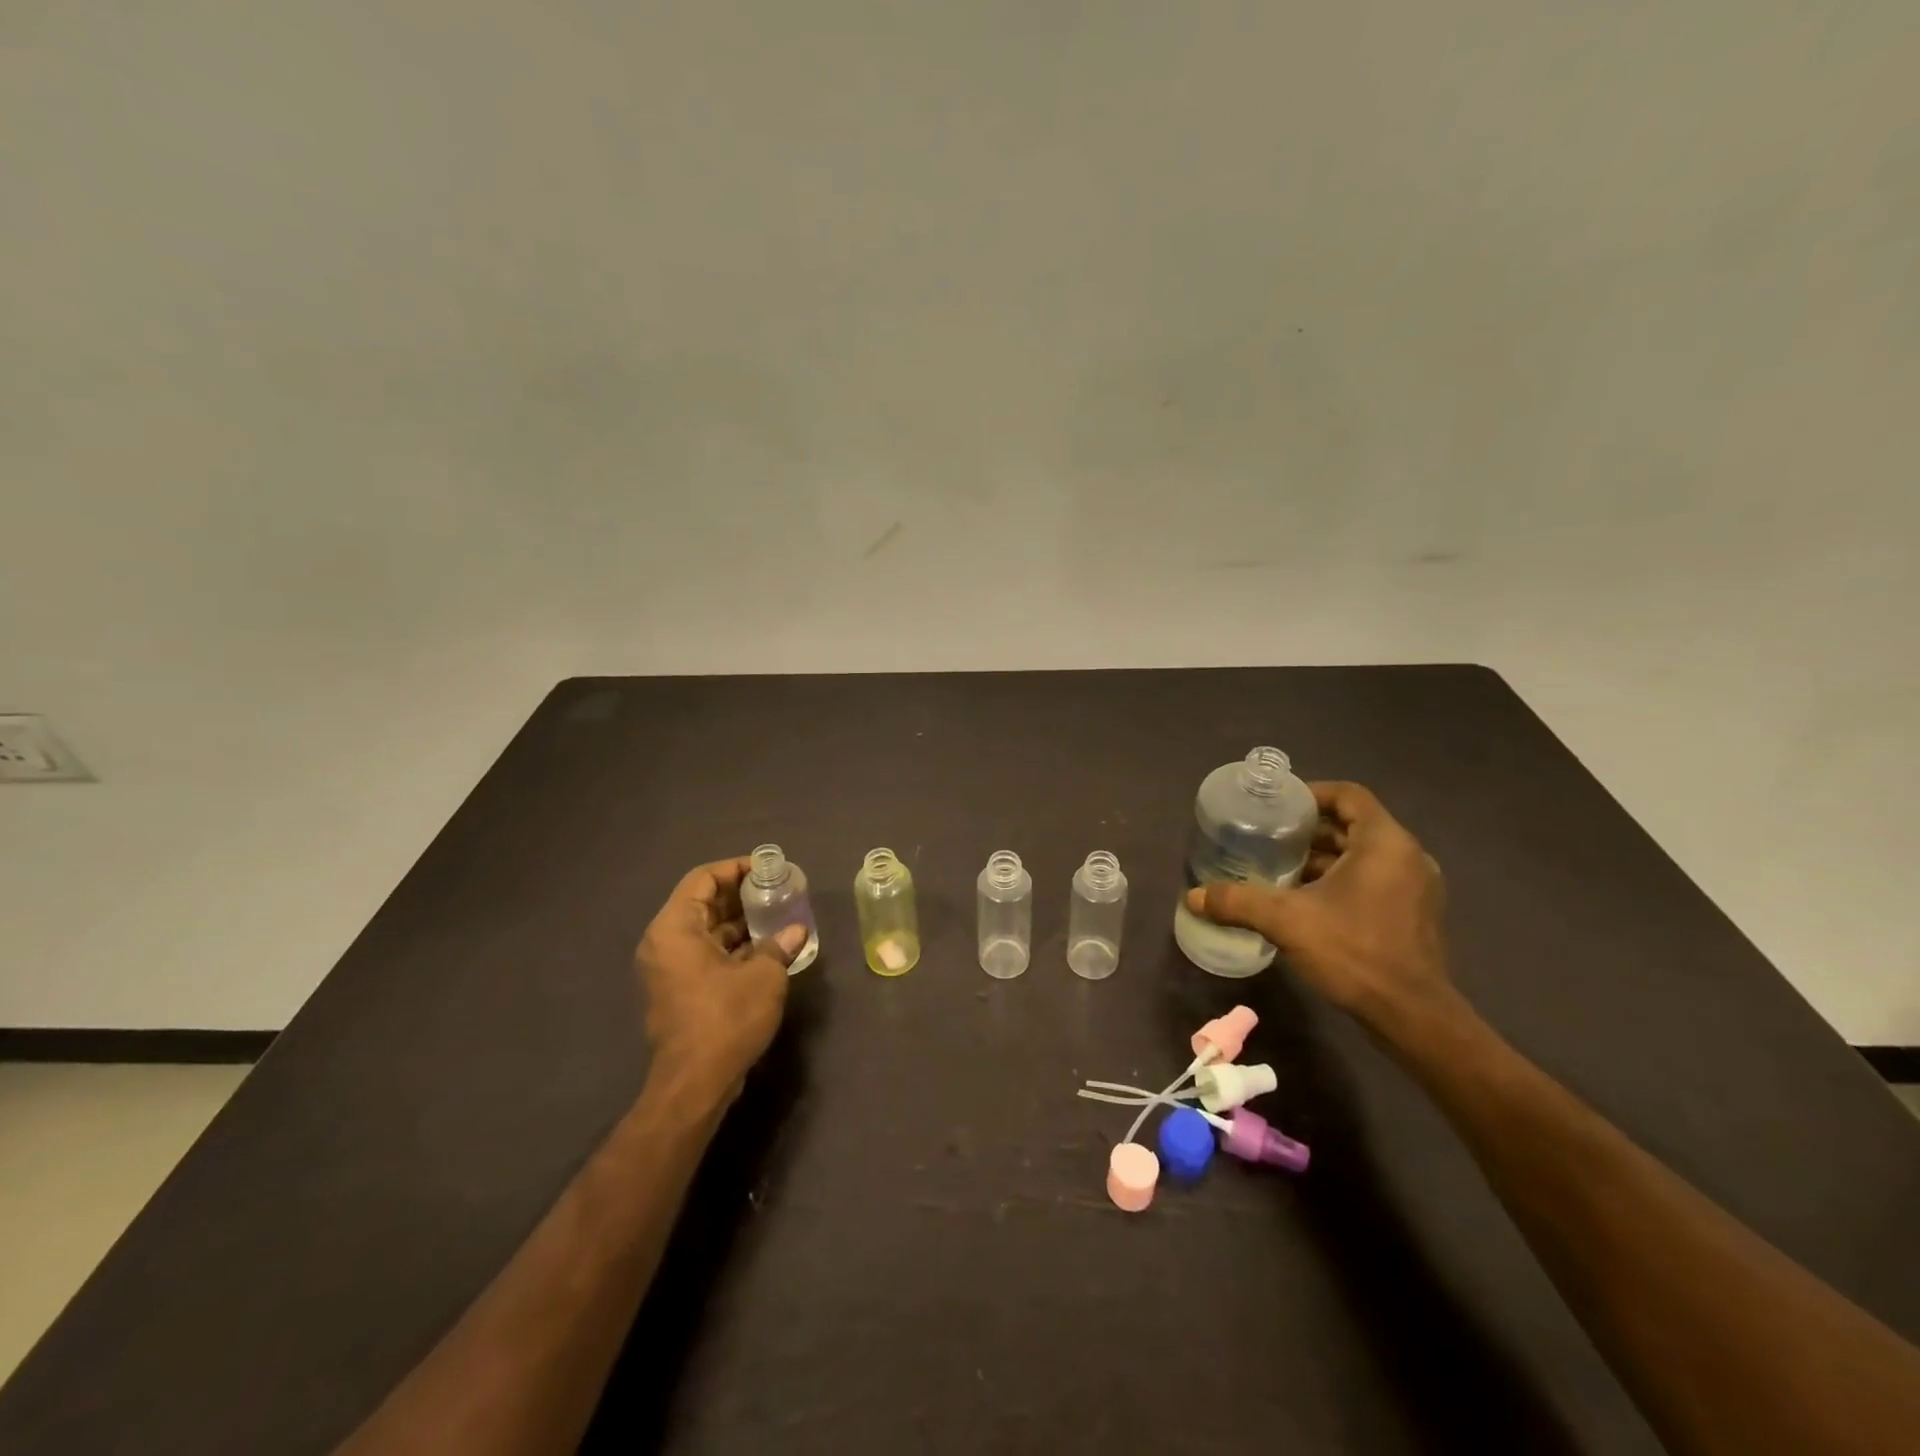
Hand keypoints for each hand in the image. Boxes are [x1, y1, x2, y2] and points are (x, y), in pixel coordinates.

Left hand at [634, 857, 805, 1103]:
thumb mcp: (763, 976)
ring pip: (705, 930)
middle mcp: (664, 943)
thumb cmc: (726, 1019)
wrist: (694, 1084)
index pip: (703, 879)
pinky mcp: (677, 991)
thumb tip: (796, 931)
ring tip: (776, 916)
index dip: (736, 868)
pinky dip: (731, 946)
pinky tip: (764, 948)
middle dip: (740, 895)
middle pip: (702, 902)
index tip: (767, 870)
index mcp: (675, 928)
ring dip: (738, 922)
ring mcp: (668, 969)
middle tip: (776, 891)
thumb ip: (778, 945)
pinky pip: (704, 953)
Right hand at [1185, 781, 1454, 1035]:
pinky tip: (1305, 902)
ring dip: (1323, 858)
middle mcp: (1407, 856)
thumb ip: (1238, 902)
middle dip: (1309, 831)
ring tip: (1279, 869)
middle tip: (1268, 838)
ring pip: (1362, 855)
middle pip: (1353, 825)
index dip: (1311, 794)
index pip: (1348, 795)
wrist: (1413, 1017)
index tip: (1277, 806)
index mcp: (1384, 842)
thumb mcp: (1287, 921)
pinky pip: (1373, 880)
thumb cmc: (1355, 952)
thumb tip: (1192, 896)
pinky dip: (1340, 881)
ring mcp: (1415, 887)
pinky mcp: (1414, 915)